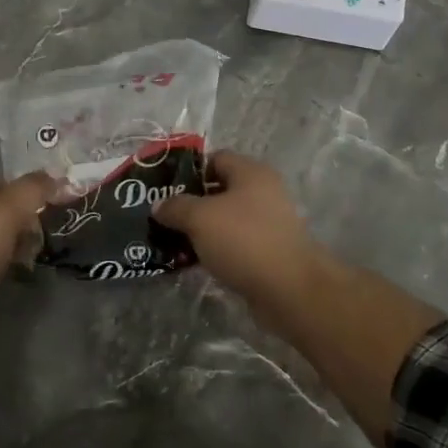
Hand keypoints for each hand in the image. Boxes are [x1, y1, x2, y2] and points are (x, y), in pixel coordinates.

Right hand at [152, 152, 330, 318]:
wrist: (288, 289)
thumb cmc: (243, 240)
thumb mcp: (200, 218)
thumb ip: (176, 207)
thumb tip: (158, 205)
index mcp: (251, 172)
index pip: (215, 158)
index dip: (189, 170)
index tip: (165, 188)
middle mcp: (263, 192)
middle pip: (219, 190)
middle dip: (191, 203)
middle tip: (163, 216)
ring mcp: (268, 223)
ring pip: (225, 219)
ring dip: (201, 229)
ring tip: (172, 241)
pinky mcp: (268, 251)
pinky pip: (234, 243)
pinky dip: (215, 249)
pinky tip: (194, 261)